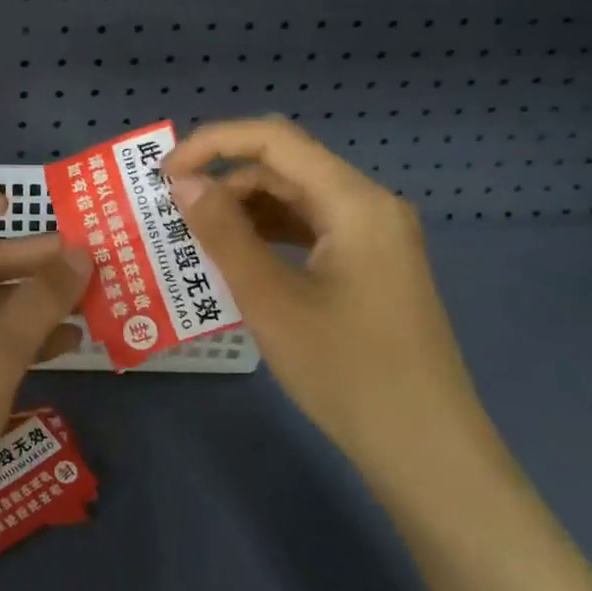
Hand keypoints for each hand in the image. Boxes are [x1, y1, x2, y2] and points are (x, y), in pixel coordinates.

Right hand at [163, 118, 498, 489]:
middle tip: (172, 209)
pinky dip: (268, 234)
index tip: (165, 173)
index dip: (213, 143)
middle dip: (224, 177)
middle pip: (286, 165)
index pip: (274, 139)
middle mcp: (369, 205)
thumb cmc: (346, 372)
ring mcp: (375, 237)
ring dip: (243, 207)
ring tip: (195, 235)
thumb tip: (183, 182)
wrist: (426, 452)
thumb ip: (223, 233)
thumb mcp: (270, 300)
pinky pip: (310, 230)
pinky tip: (237, 259)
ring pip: (296, 198)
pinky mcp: (371, 265)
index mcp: (354, 201)